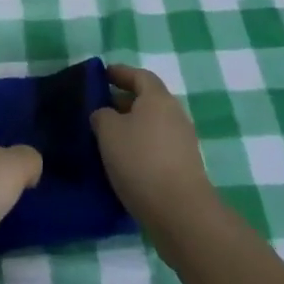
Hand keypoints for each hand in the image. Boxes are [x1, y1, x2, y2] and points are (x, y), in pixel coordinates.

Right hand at [92, 65, 216, 235]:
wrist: (180, 211)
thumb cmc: (140, 161)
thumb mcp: (109, 132)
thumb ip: (102, 115)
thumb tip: (105, 114)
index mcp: (157, 98)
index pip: (139, 75)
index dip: (120, 72)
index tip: (102, 74)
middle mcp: (174, 114)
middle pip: (147, 99)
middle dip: (123, 101)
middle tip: (100, 107)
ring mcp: (183, 141)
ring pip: (152, 124)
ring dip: (131, 125)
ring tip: (107, 136)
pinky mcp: (184, 165)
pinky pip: (157, 145)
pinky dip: (140, 145)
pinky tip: (124, 160)